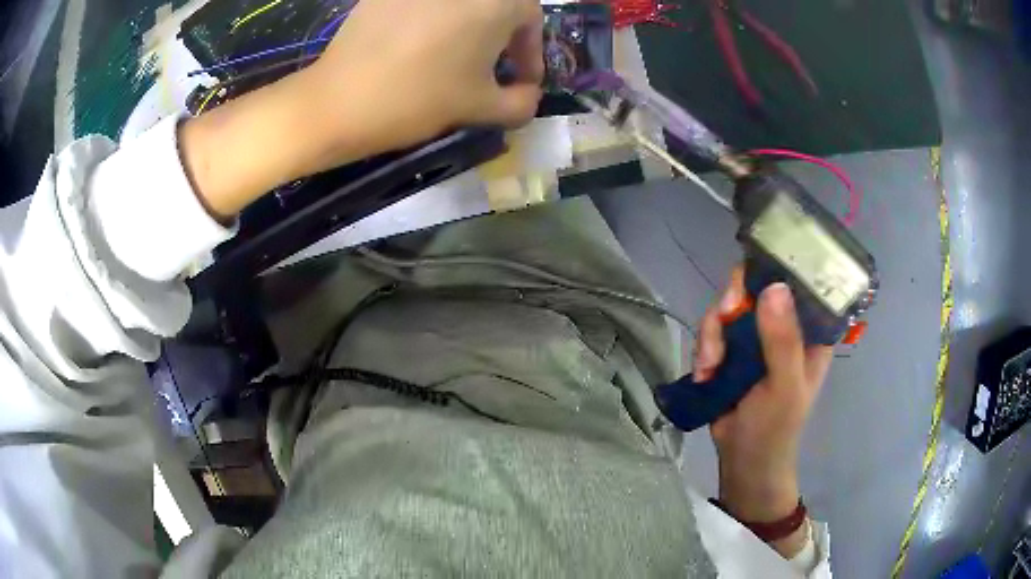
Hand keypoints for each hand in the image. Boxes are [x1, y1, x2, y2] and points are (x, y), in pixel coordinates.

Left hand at [181, 0, 543, 220]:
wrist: (338, 101)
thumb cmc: (418, 99)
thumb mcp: (480, 106)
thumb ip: (520, 103)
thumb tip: (529, 96)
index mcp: (496, 1)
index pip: (531, 20)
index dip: (530, 54)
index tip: (521, 82)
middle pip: (496, 7)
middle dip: (501, 38)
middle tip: (490, 70)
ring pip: (460, 6)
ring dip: (469, 28)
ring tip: (455, 60)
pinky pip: (424, 7)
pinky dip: (433, 21)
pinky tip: (419, 47)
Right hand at [693, 267, 830, 556]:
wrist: (743, 460)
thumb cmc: (776, 427)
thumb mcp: (785, 386)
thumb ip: (783, 341)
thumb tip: (773, 286)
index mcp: (809, 331)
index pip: (798, 283)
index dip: (776, 271)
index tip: (753, 281)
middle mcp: (784, 325)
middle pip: (755, 288)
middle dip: (732, 305)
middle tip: (722, 321)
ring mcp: (756, 337)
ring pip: (728, 308)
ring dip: (711, 335)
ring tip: (709, 367)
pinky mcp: (731, 350)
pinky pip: (712, 330)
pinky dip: (703, 348)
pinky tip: (704, 373)